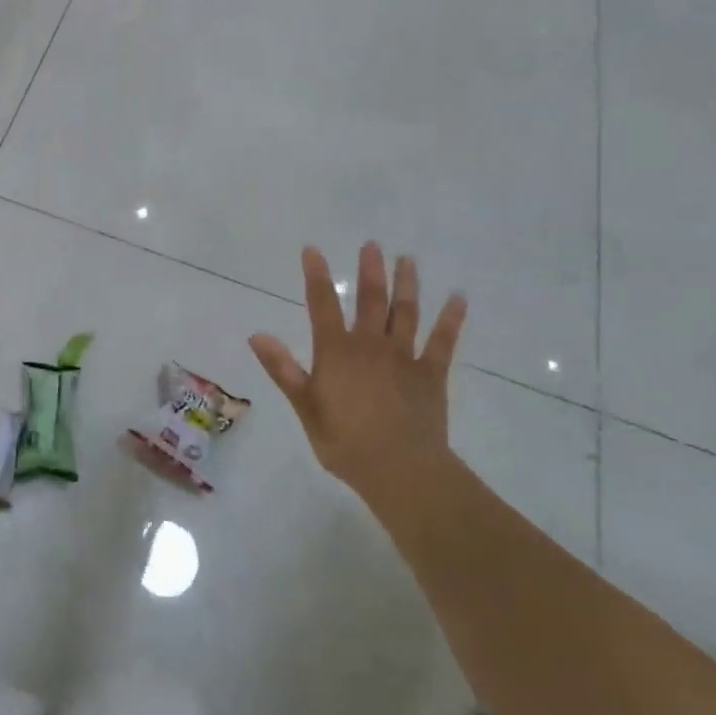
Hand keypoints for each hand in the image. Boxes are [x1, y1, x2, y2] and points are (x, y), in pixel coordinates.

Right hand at [249, 243, 467, 516]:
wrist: (400, 470)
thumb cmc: (344, 441)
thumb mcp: (304, 406)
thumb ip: (283, 368)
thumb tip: (256, 335)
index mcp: (337, 351)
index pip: (322, 305)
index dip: (316, 276)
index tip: (312, 249)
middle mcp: (370, 345)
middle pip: (370, 300)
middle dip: (370, 270)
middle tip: (372, 244)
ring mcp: (404, 357)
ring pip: (405, 312)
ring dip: (406, 284)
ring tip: (407, 259)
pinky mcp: (431, 374)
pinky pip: (442, 341)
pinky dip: (450, 318)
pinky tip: (458, 298)